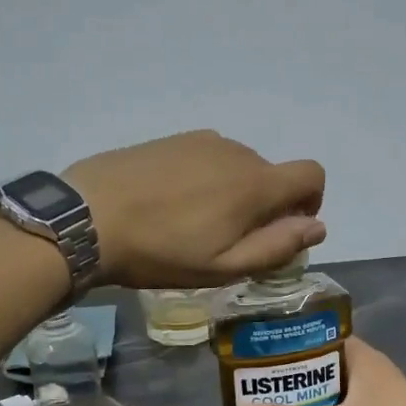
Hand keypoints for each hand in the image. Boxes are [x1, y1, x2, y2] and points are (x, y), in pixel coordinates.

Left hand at [65, 130, 326, 288]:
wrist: (87, 217)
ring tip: (194, 225)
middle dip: (265, 206)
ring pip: (238, 166)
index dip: (311, 201)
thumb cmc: (161, 251)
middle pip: (272, 174)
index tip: (284, 228)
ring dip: (233, 192)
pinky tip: (171, 204)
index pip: (311, 173)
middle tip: (226, 241)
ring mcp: (201, 140)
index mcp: (255, 184)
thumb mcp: (224, 267)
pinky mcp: (172, 139)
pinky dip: (206, 178)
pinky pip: (208, 157)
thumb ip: (277, 246)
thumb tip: (318, 227)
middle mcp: (236, 152)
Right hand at [235, 337, 405, 405]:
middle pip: (322, 366)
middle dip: (290, 376)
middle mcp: (372, 373)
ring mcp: (380, 401)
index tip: (255, 351)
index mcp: (365, 359)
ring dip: (305, 401)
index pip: (320, 335)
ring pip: (332, 393)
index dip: (289, 340)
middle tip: (252, 387)